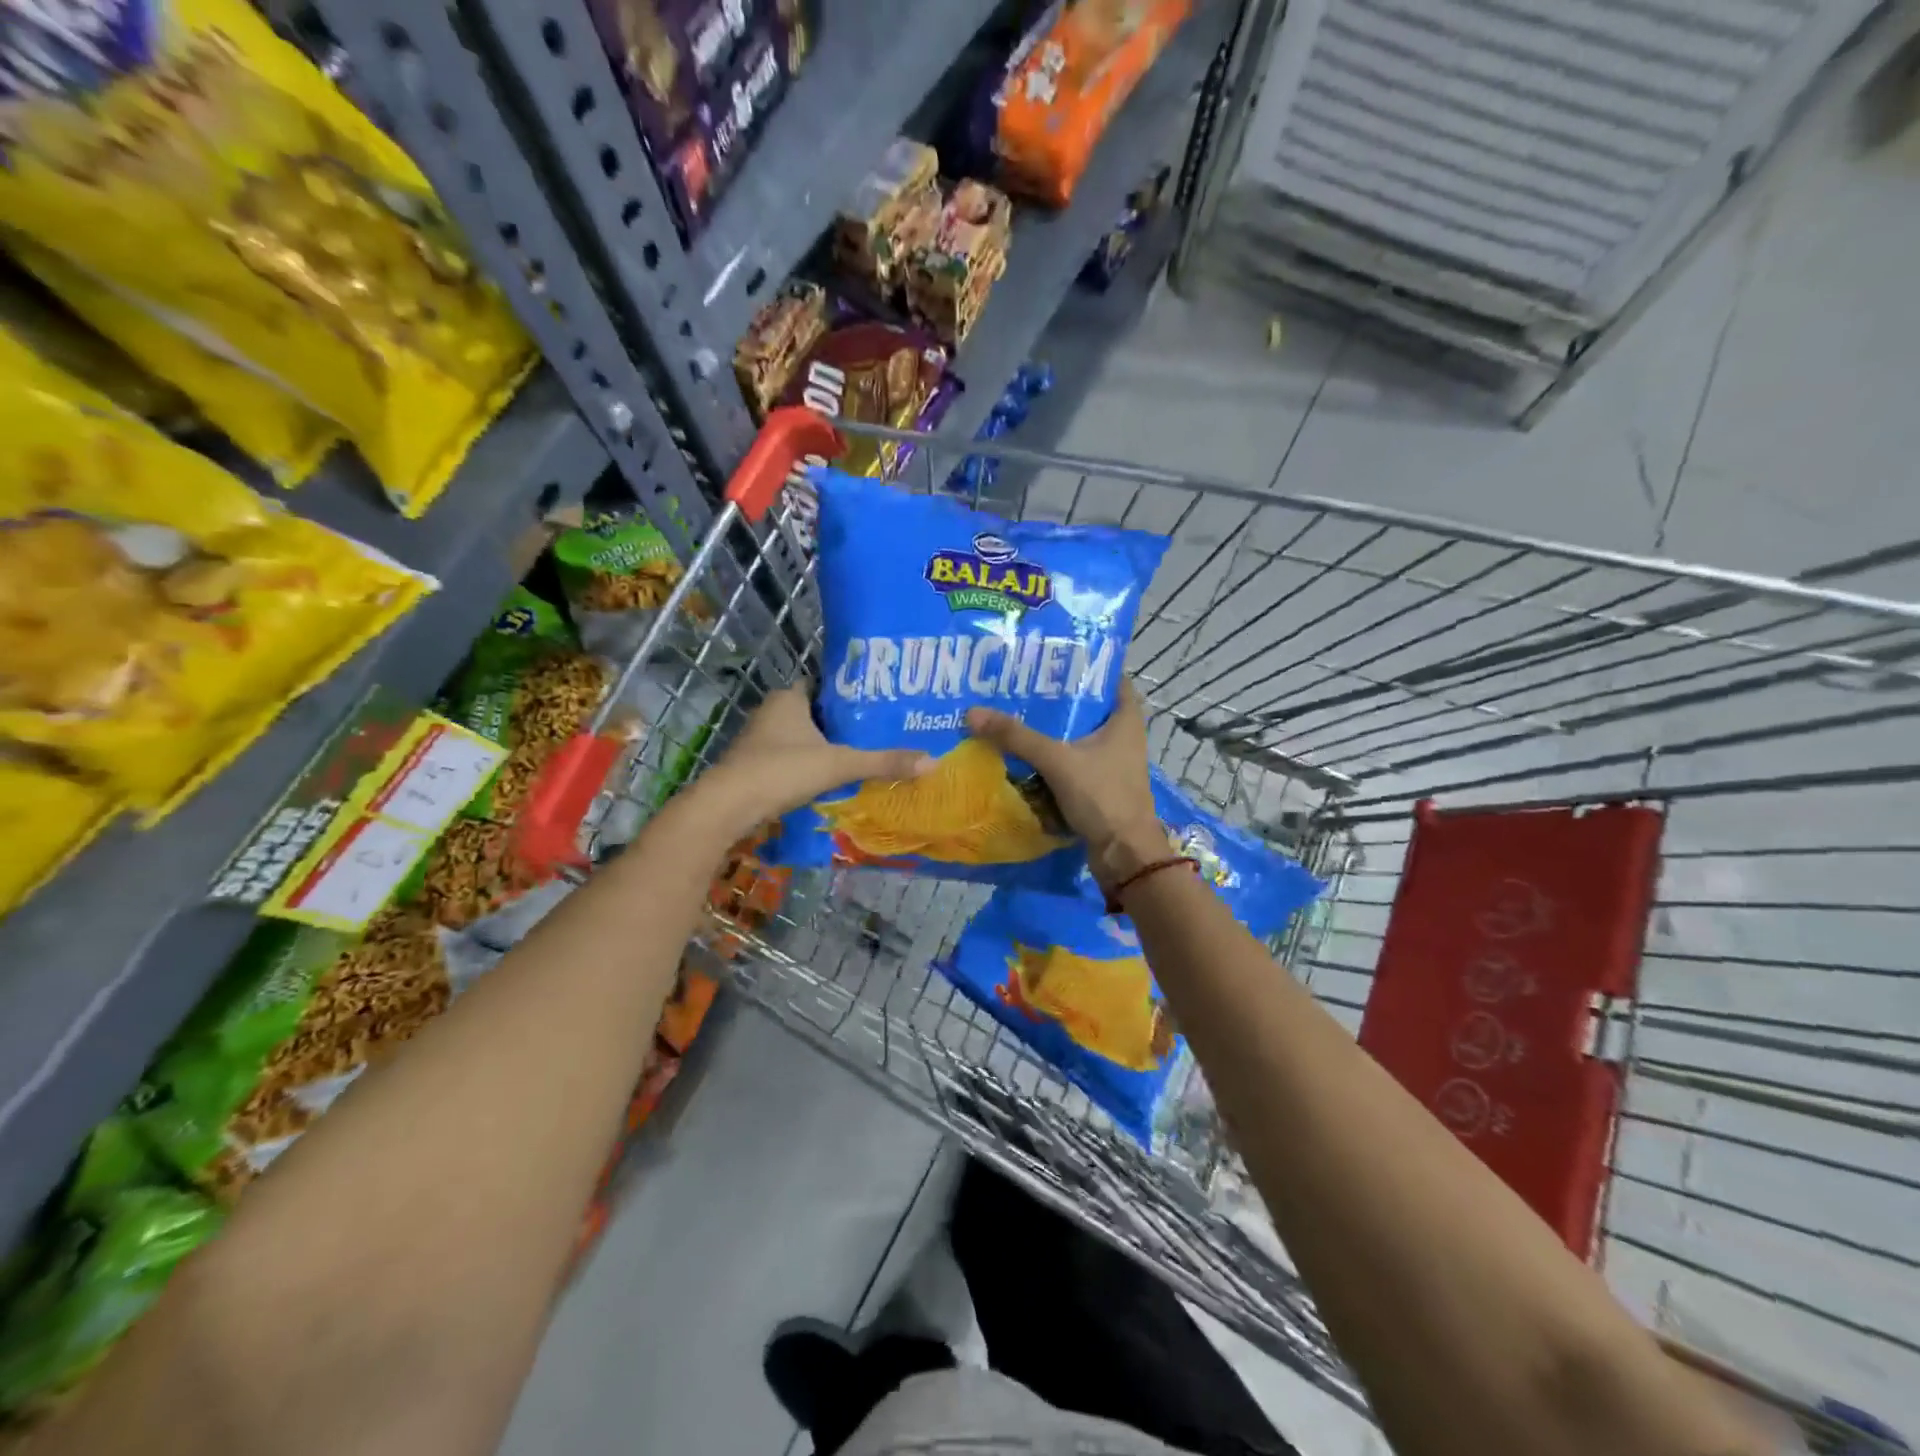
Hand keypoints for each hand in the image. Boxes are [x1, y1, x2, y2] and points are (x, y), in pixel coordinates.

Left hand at [694, 683, 932, 833]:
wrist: (728, 806)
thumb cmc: (781, 770)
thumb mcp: (838, 764)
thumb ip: (882, 762)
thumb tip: (931, 762)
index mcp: (789, 698)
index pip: (824, 685)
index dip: (849, 693)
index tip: (877, 703)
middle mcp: (772, 713)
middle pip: (815, 712)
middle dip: (841, 723)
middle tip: (877, 731)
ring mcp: (760, 741)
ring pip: (802, 738)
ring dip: (825, 747)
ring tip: (862, 755)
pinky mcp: (755, 767)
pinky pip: (791, 759)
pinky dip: (810, 766)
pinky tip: (832, 780)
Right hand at [966, 681, 1163, 890]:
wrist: (1124, 855)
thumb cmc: (1103, 797)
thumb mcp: (1057, 761)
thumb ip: (1017, 737)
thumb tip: (973, 713)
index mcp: (1126, 720)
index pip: (1111, 678)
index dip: (1087, 664)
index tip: (1053, 656)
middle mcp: (1122, 737)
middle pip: (1088, 708)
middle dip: (1057, 698)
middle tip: (1022, 684)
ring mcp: (1111, 764)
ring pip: (1076, 737)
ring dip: (1051, 730)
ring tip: (1015, 712)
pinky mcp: (1099, 787)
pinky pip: (1070, 763)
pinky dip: (1050, 758)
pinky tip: (1021, 753)